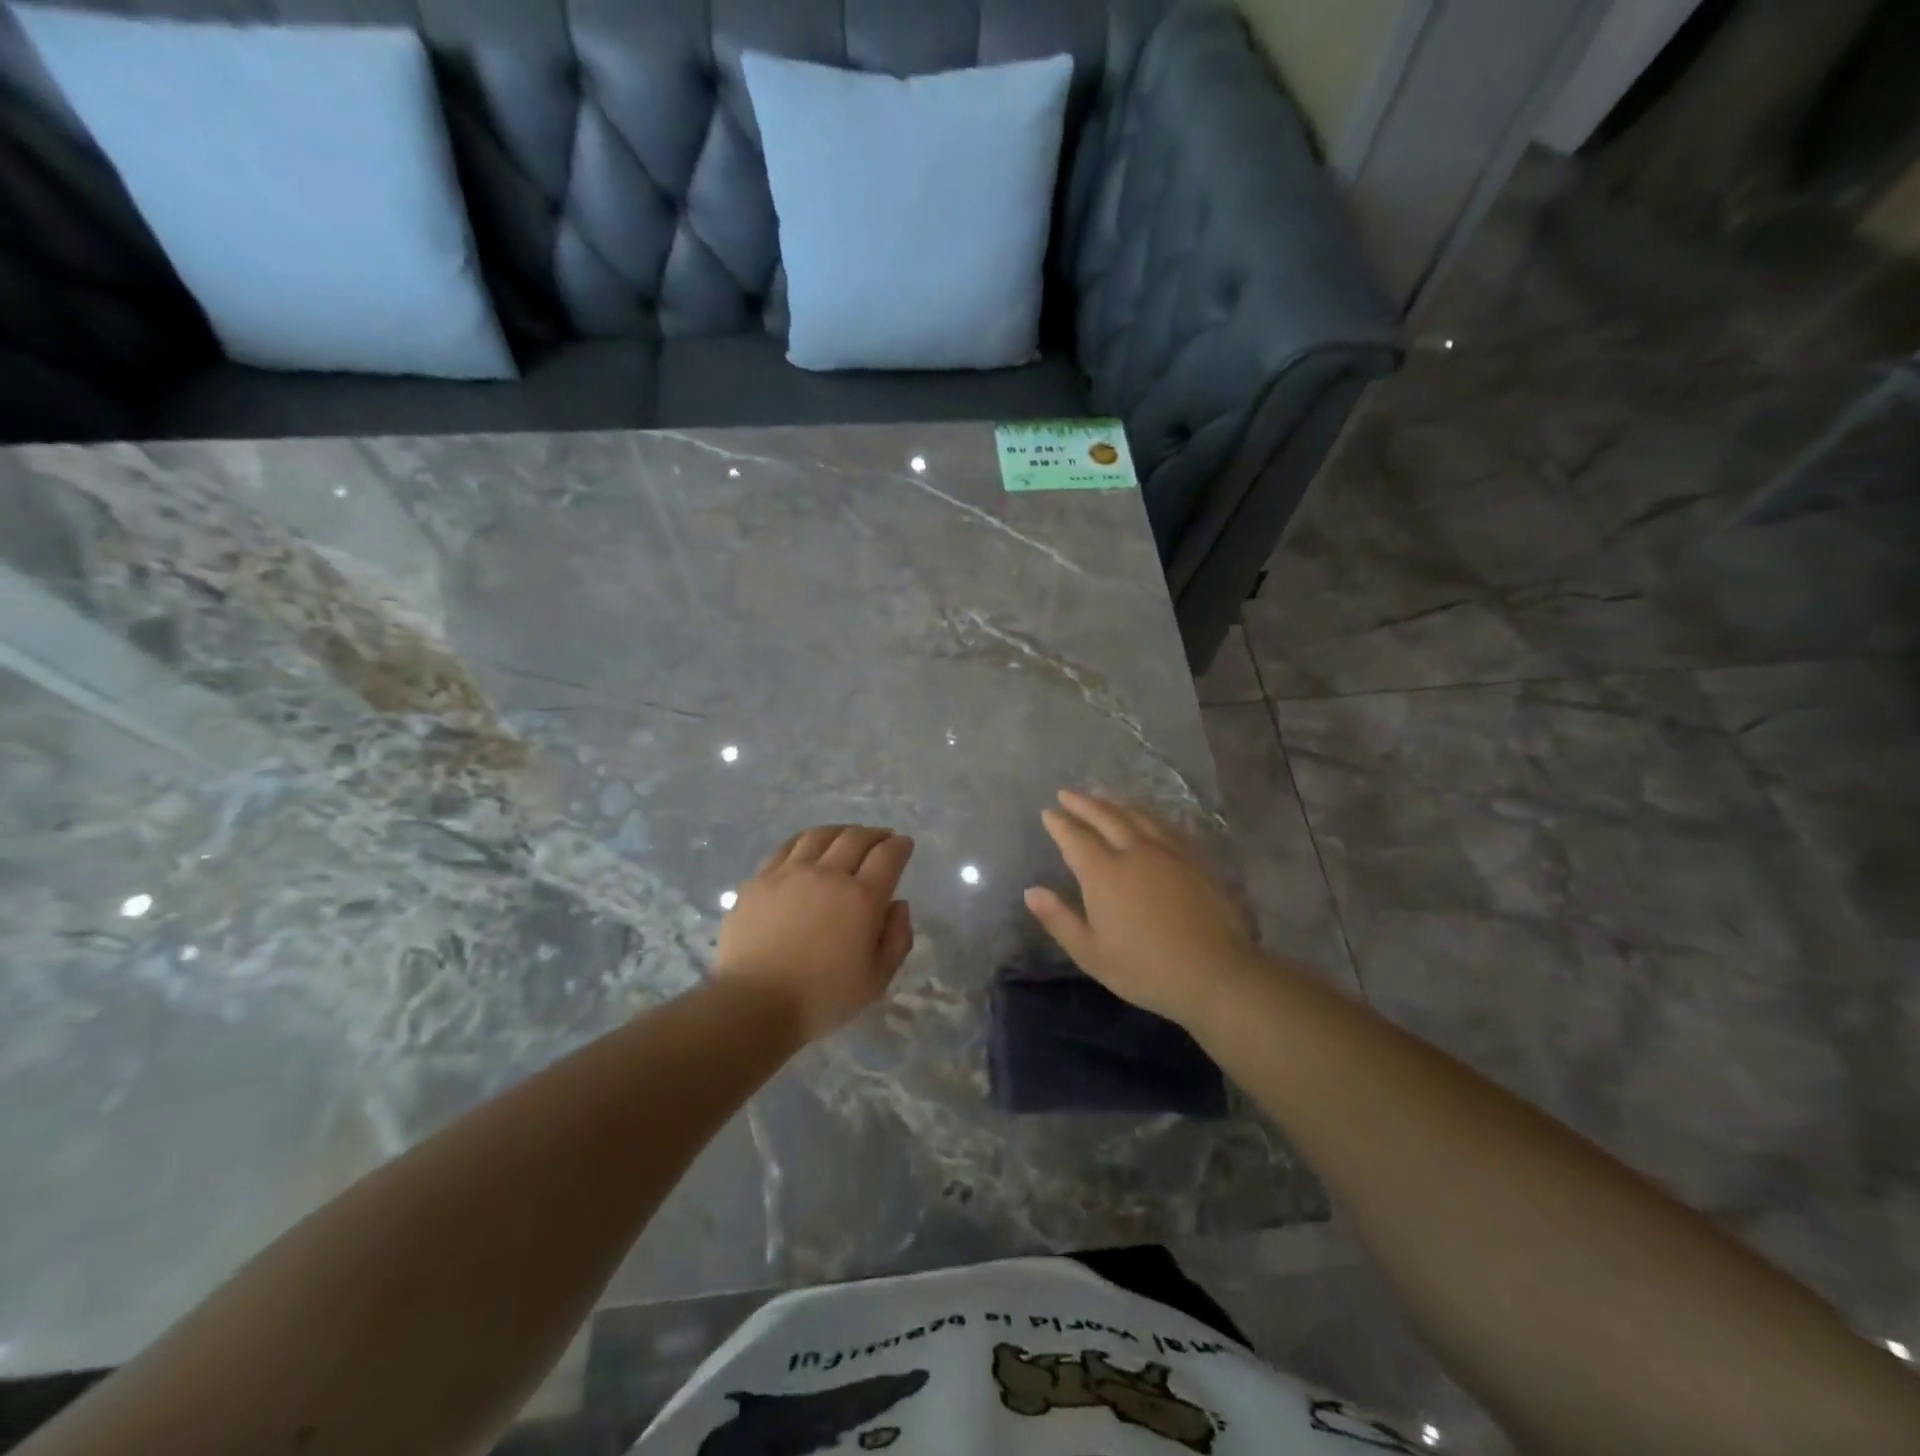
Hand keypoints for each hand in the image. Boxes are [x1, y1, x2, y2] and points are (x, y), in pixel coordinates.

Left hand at [716, 825, 914, 1042]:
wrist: (754, 1004)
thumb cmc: (821, 999)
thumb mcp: (876, 981)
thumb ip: (897, 940)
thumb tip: (898, 904)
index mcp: (862, 898)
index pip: (888, 856)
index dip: (900, 846)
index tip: (904, 844)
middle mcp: (828, 874)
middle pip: (856, 838)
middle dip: (875, 834)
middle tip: (882, 839)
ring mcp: (790, 872)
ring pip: (821, 836)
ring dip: (841, 831)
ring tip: (847, 837)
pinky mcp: (760, 879)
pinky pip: (788, 847)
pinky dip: (807, 840)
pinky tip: (809, 847)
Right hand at [1025, 790, 1258, 1028]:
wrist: (1215, 972)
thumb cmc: (1145, 969)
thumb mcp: (1091, 953)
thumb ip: (1059, 919)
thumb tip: (1031, 891)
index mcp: (1104, 873)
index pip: (1076, 838)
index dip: (1060, 823)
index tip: (1048, 812)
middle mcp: (1134, 851)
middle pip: (1106, 816)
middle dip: (1084, 803)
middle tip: (1068, 794)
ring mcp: (1168, 851)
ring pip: (1137, 815)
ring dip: (1114, 802)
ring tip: (1101, 795)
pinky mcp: (1194, 858)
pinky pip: (1164, 824)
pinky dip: (1145, 814)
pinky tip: (1144, 817)